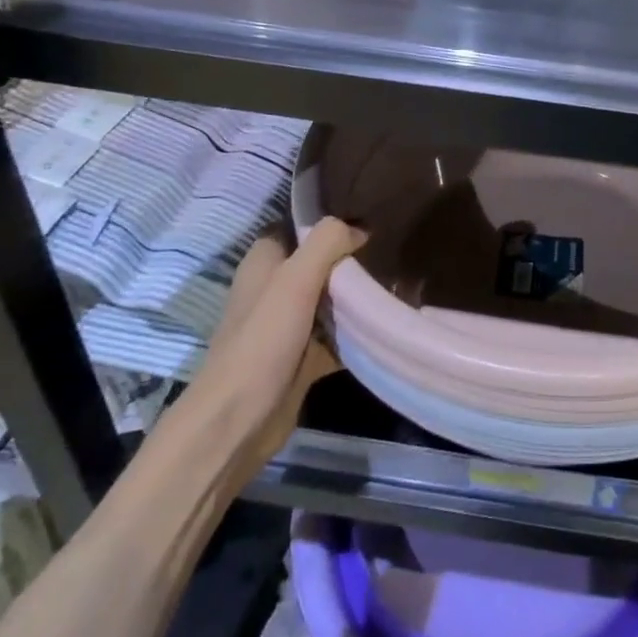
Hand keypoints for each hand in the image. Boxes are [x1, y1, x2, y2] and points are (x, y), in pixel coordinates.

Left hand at [193, 216, 365, 475]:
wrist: (239, 420)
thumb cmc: (263, 340)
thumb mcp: (296, 278)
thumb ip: (327, 241)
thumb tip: (359, 229)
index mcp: (264, 262)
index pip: (298, 225)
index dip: (327, 220)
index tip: (366, 216)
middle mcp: (274, 288)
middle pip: (320, 262)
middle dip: (352, 258)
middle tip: (390, 250)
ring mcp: (289, 324)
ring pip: (332, 299)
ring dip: (358, 295)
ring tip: (397, 282)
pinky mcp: (303, 356)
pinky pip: (337, 335)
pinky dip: (358, 331)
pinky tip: (388, 322)